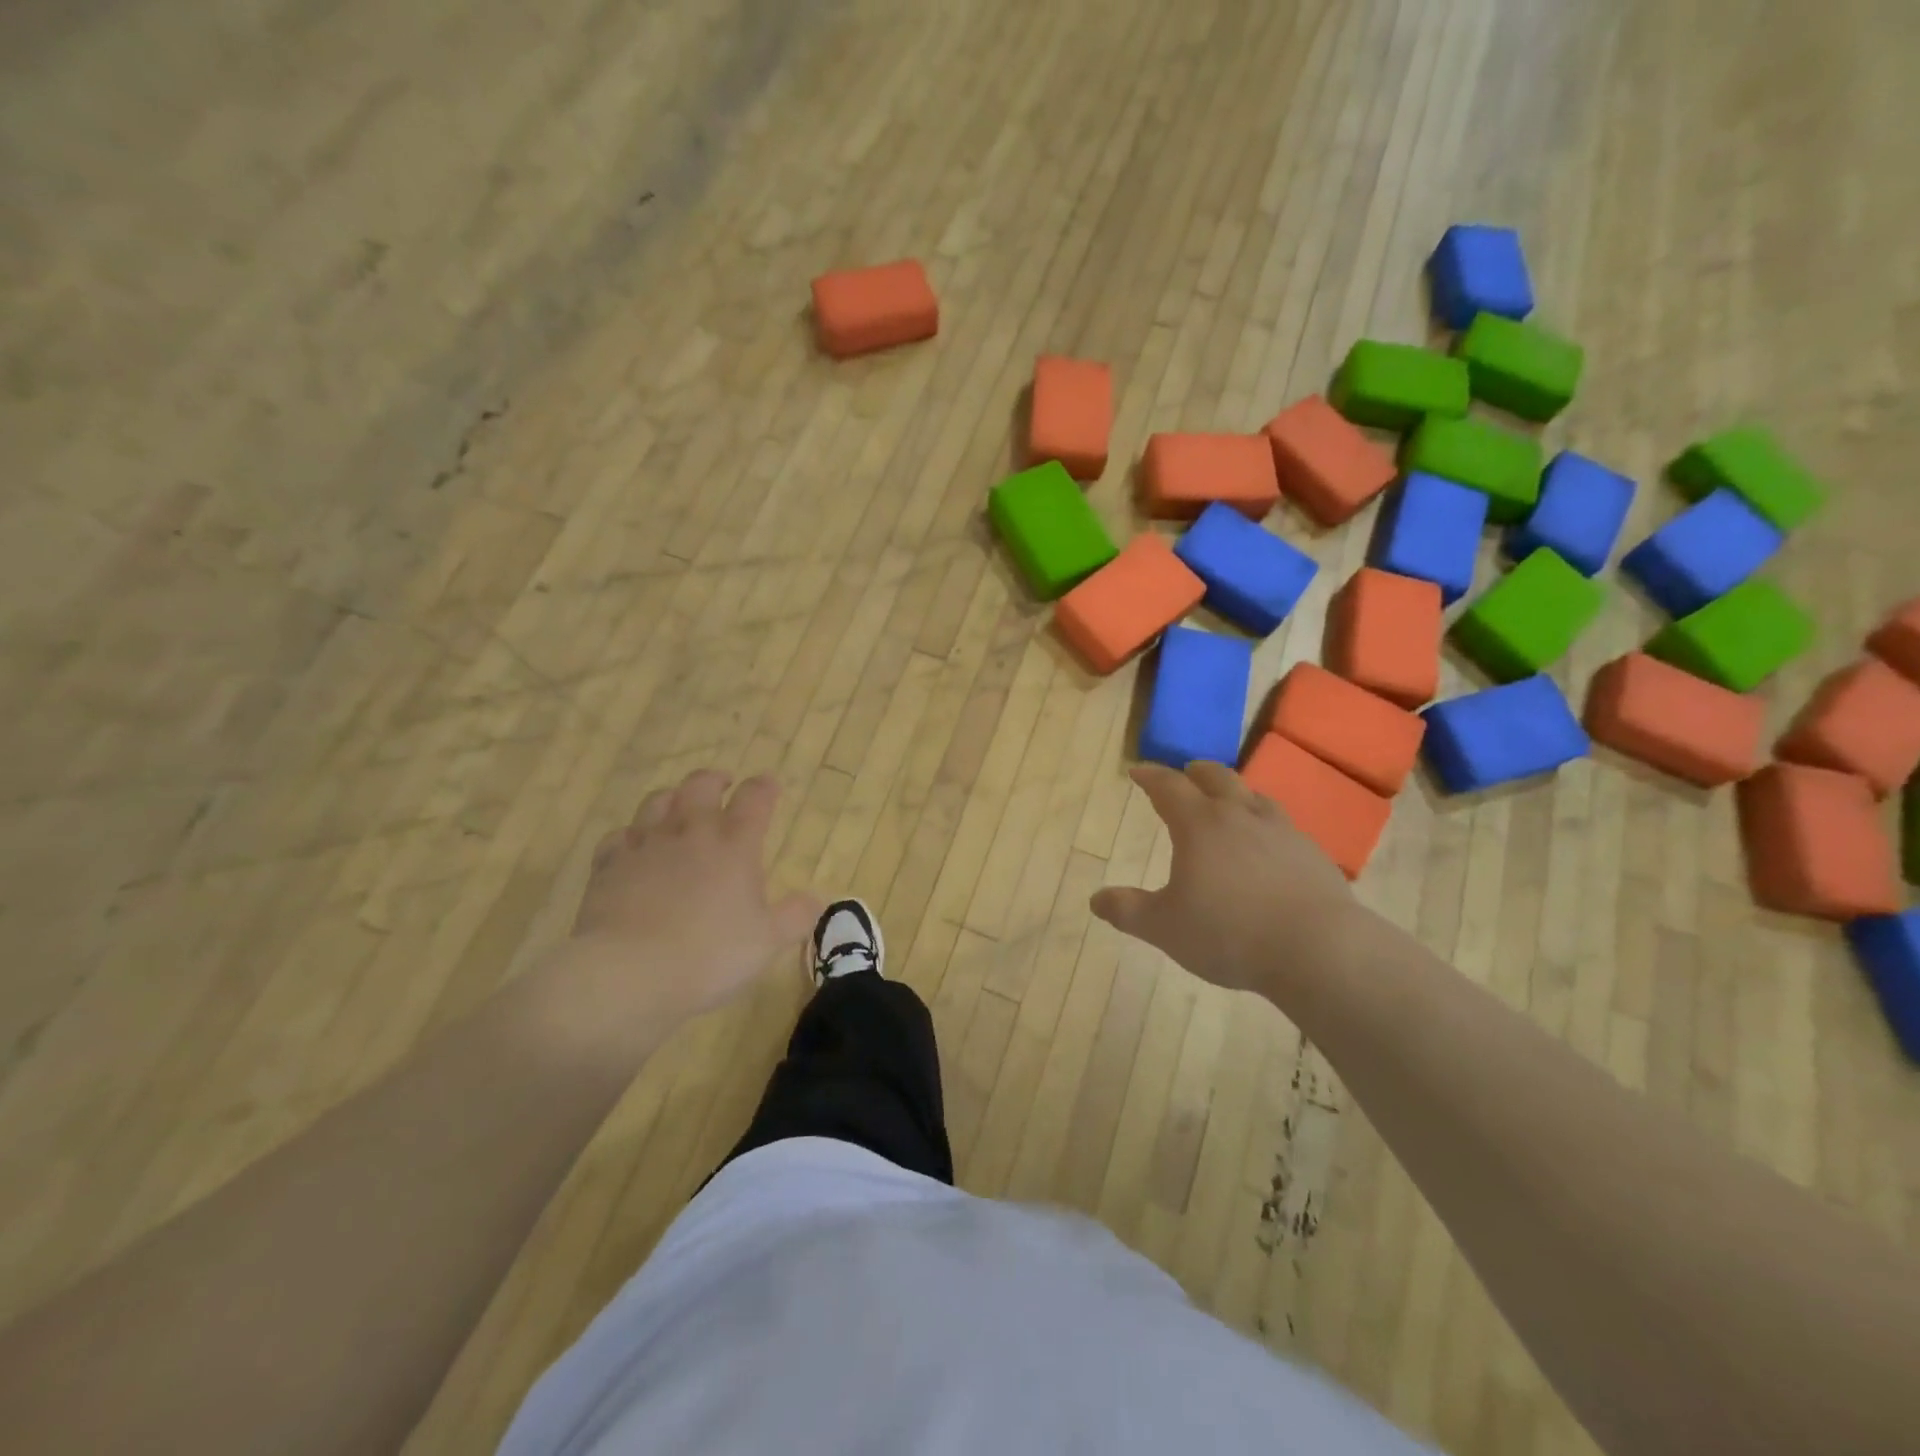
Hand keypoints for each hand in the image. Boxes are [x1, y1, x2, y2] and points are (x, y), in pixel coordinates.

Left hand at [562, 770, 819, 1032]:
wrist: (629, 972)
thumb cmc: (710, 954)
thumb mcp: (769, 942)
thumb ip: (796, 916)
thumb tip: (818, 898)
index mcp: (735, 844)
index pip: (755, 799)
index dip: (764, 787)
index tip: (770, 785)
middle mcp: (691, 832)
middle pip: (701, 786)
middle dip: (714, 780)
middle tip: (723, 784)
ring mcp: (646, 845)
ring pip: (658, 802)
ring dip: (673, 797)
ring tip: (679, 804)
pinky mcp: (609, 865)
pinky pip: (619, 836)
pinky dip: (631, 834)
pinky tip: (633, 845)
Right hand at [1090, 762, 1360, 997]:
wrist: (1318, 949)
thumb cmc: (1228, 933)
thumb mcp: (1164, 927)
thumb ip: (1128, 910)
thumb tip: (1095, 900)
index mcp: (1200, 825)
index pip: (1169, 787)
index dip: (1151, 776)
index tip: (1138, 771)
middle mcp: (1241, 816)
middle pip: (1217, 778)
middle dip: (1197, 772)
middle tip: (1187, 771)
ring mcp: (1282, 832)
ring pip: (1255, 797)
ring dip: (1236, 792)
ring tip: (1230, 801)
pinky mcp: (1312, 854)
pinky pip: (1282, 826)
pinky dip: (1265, 824)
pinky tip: (1268, 845)